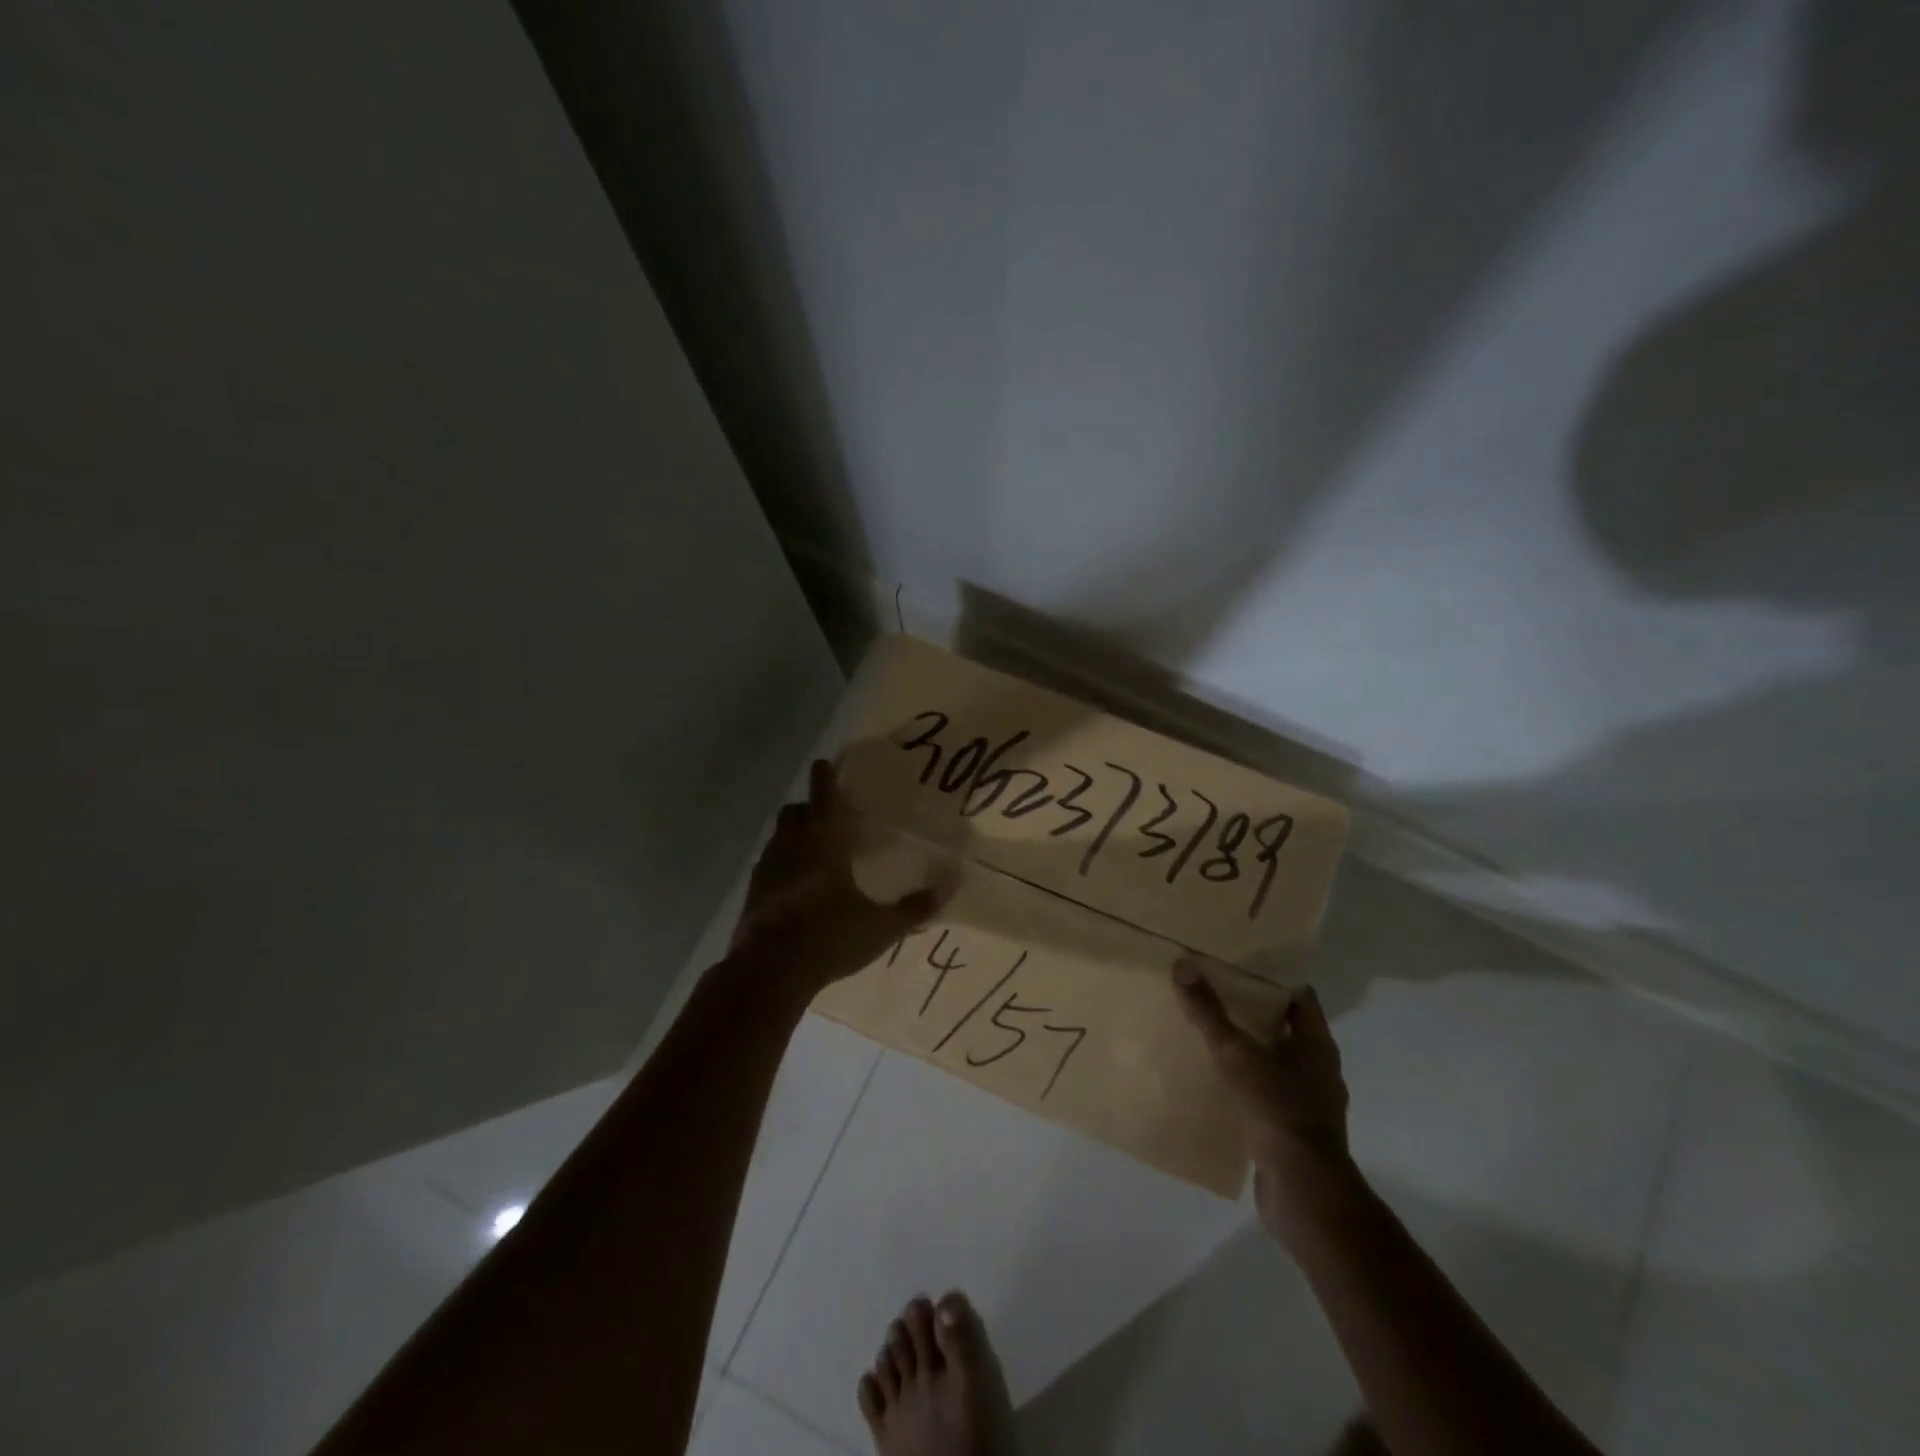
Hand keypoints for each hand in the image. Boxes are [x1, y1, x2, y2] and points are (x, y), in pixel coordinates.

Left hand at [730, 760, 949, 995]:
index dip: (824, 778)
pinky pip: (768, 864)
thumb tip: (952, 882)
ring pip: (778, 837)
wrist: (767, 972)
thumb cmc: (828, 938)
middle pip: (794, 812)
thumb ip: (916, 906)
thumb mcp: (880, 927)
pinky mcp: (753, 893)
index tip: (823, 763)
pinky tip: (795, 885)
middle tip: (827, 814)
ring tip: (812, 849)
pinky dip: (781, 864)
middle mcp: (791, 847)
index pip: (823, 798)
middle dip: (808, 807)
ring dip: (793, 834)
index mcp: (823, 844)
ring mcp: (767, 869)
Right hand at [1172, 959, 1354, 1233]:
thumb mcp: (1236, 1054)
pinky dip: (1245, 1084)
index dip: (1271, 977)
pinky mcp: (1292, 1131)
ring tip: (1208, 1034)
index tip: (1237, 964)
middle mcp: (1318, 1070)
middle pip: (1285, 1027)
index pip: (1299, 996)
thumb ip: (1209, 1012)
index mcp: (1316, 1044)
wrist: (1303, 1192)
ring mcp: (1308, 1103)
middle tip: (1213, 993)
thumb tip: (1183, 964)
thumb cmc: (1277, 1110)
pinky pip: (1266, 1095)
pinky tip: (1215, 1082)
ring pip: (1275, 1063)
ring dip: (1248, 1049)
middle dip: (1252, 1011)